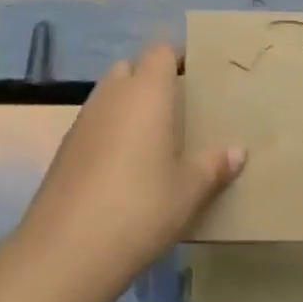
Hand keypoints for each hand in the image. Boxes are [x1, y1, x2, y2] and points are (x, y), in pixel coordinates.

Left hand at [13, 41, 245, 292]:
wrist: (66, 250)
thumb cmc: (140, 207)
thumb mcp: (188, 191)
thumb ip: (213, 166)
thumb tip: (237, 151)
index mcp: (146, 91)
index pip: (161, 51)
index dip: (178, 58)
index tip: (196, 77)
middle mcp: (112, 94)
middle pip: (131, 67)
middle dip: (150, 80)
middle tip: (176, 110)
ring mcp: (83, 119)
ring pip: (109, 95)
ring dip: (127, 106)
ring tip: (151, 141)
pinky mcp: (65, 148)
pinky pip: (93, 123)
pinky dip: (108, 132)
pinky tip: (122, 169)